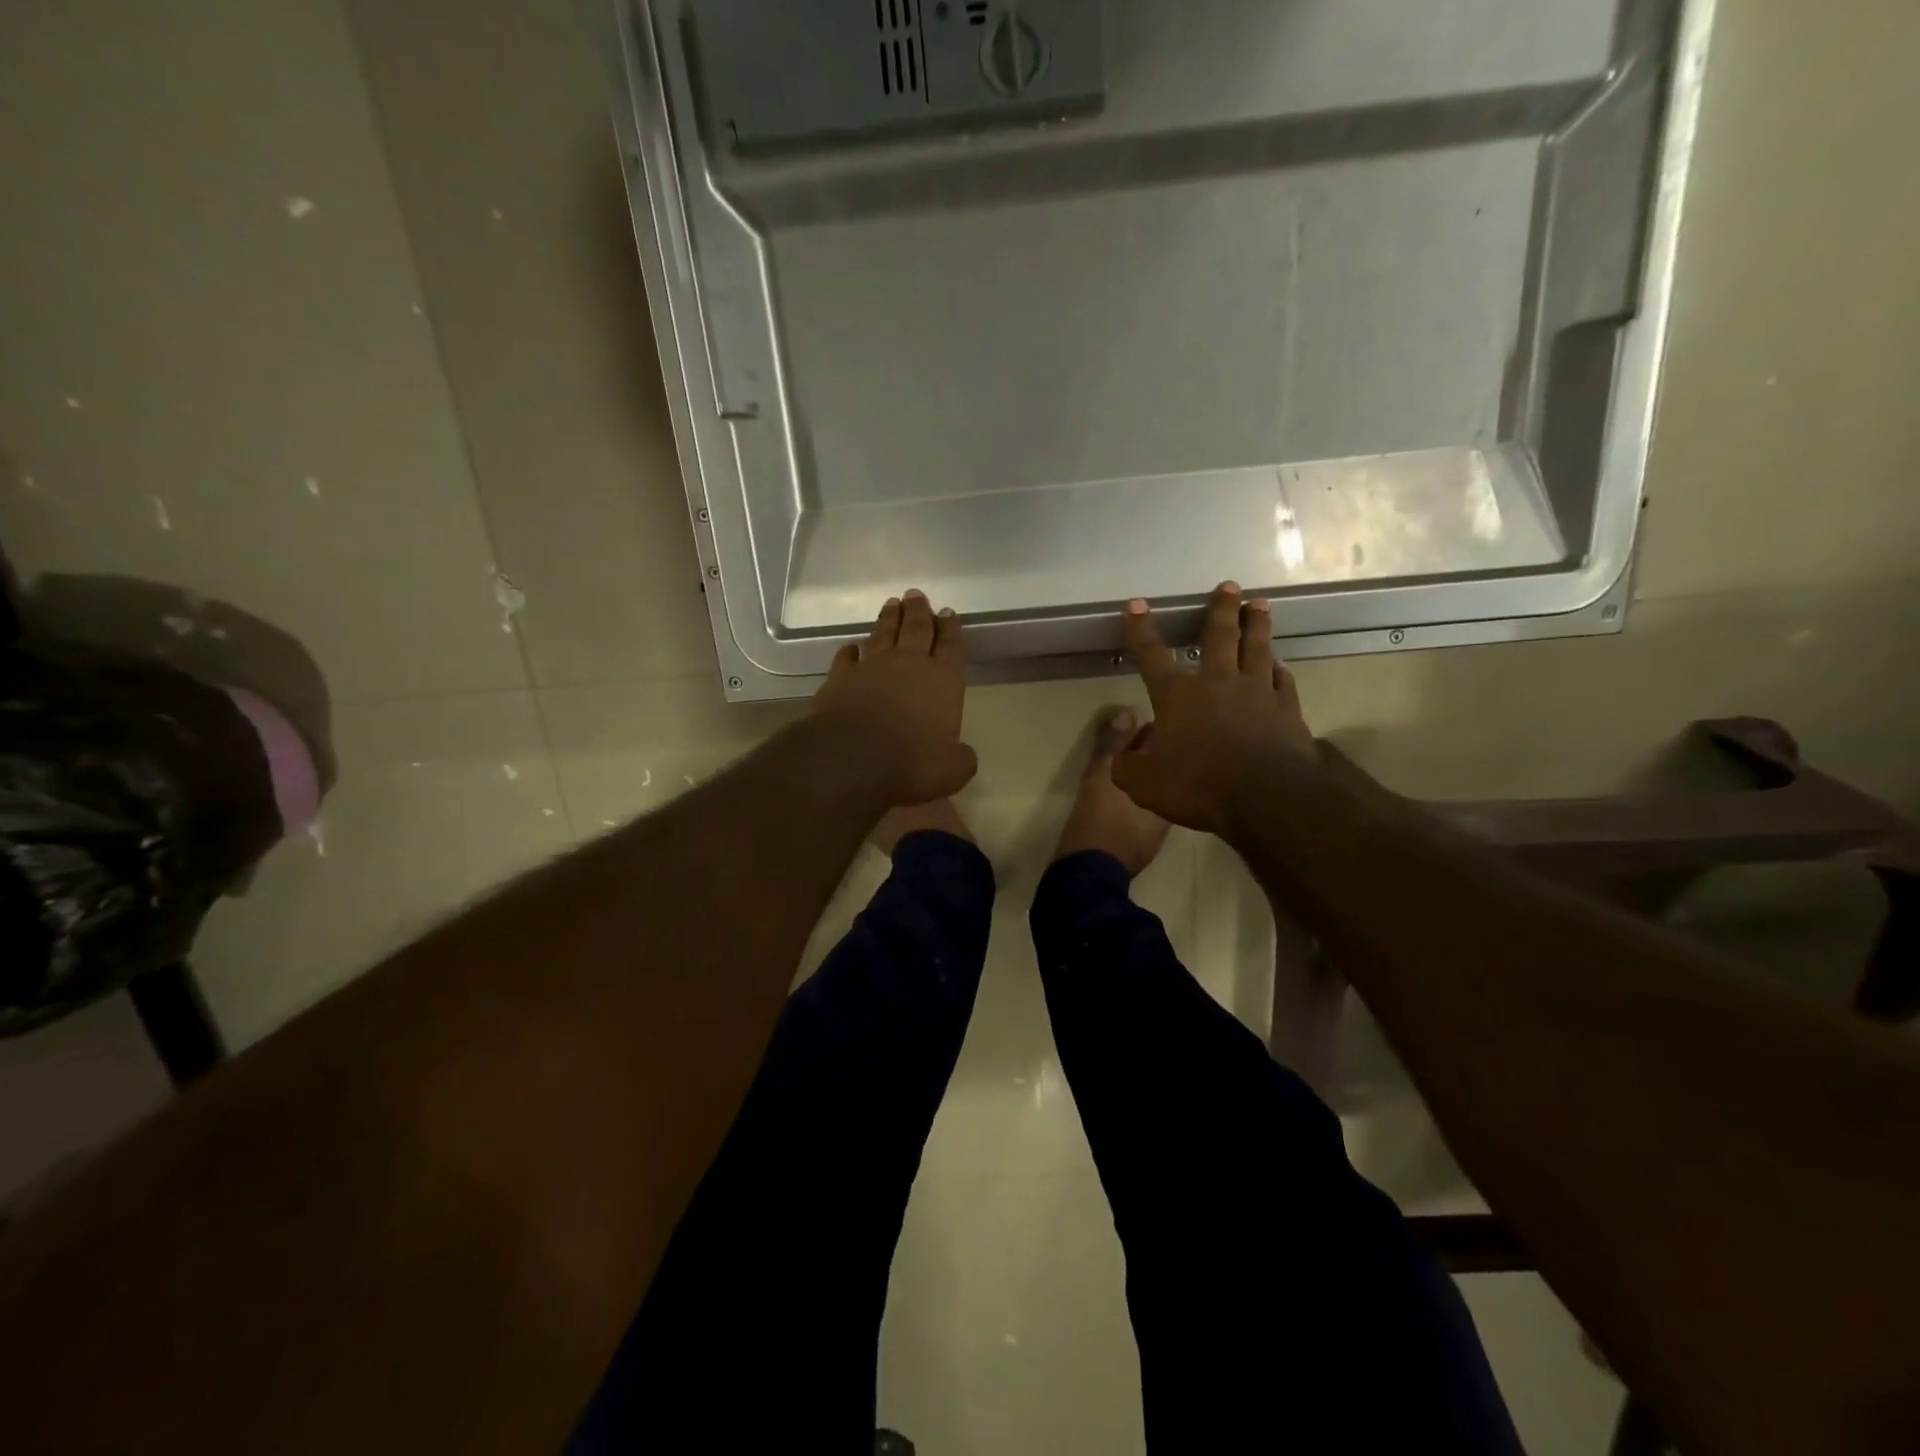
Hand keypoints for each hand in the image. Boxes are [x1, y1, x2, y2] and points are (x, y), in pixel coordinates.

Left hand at [812, 590, 977, 807]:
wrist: (850, 759)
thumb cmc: (910, 764)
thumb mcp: (951, 772)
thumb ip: (960, 759)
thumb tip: (962, 754)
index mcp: (943, 681)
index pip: (950, 647)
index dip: (950, 629)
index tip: (948, 612)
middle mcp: (908, 665)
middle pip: (916, 629)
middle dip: (918, 611)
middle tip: (916, 595)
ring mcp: (871, 667)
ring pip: (882, 635)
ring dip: (888, 619)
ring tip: (892, 605)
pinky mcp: (839, 677)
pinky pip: (847, 656)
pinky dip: (851, 650)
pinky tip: (852, 648)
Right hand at [1112, 583, 1319, 837]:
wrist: (1266, 796)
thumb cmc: (1197, 785)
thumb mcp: (1140, 782)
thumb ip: (1126, 761)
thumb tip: (1131, 746)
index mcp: (1177, 696)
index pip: (1152, 655)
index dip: (1140, 630)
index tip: (1136, 605)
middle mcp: (1217, 683)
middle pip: (1219, 636)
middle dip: (1220, 609)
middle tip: (1229, 586)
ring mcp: (1256, 693)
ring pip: (1256, 648)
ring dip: (1257, 624)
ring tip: (1259, 604)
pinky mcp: (1286, 709)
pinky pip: (1282, 679)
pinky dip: (1279, 668)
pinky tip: (1278, 663)